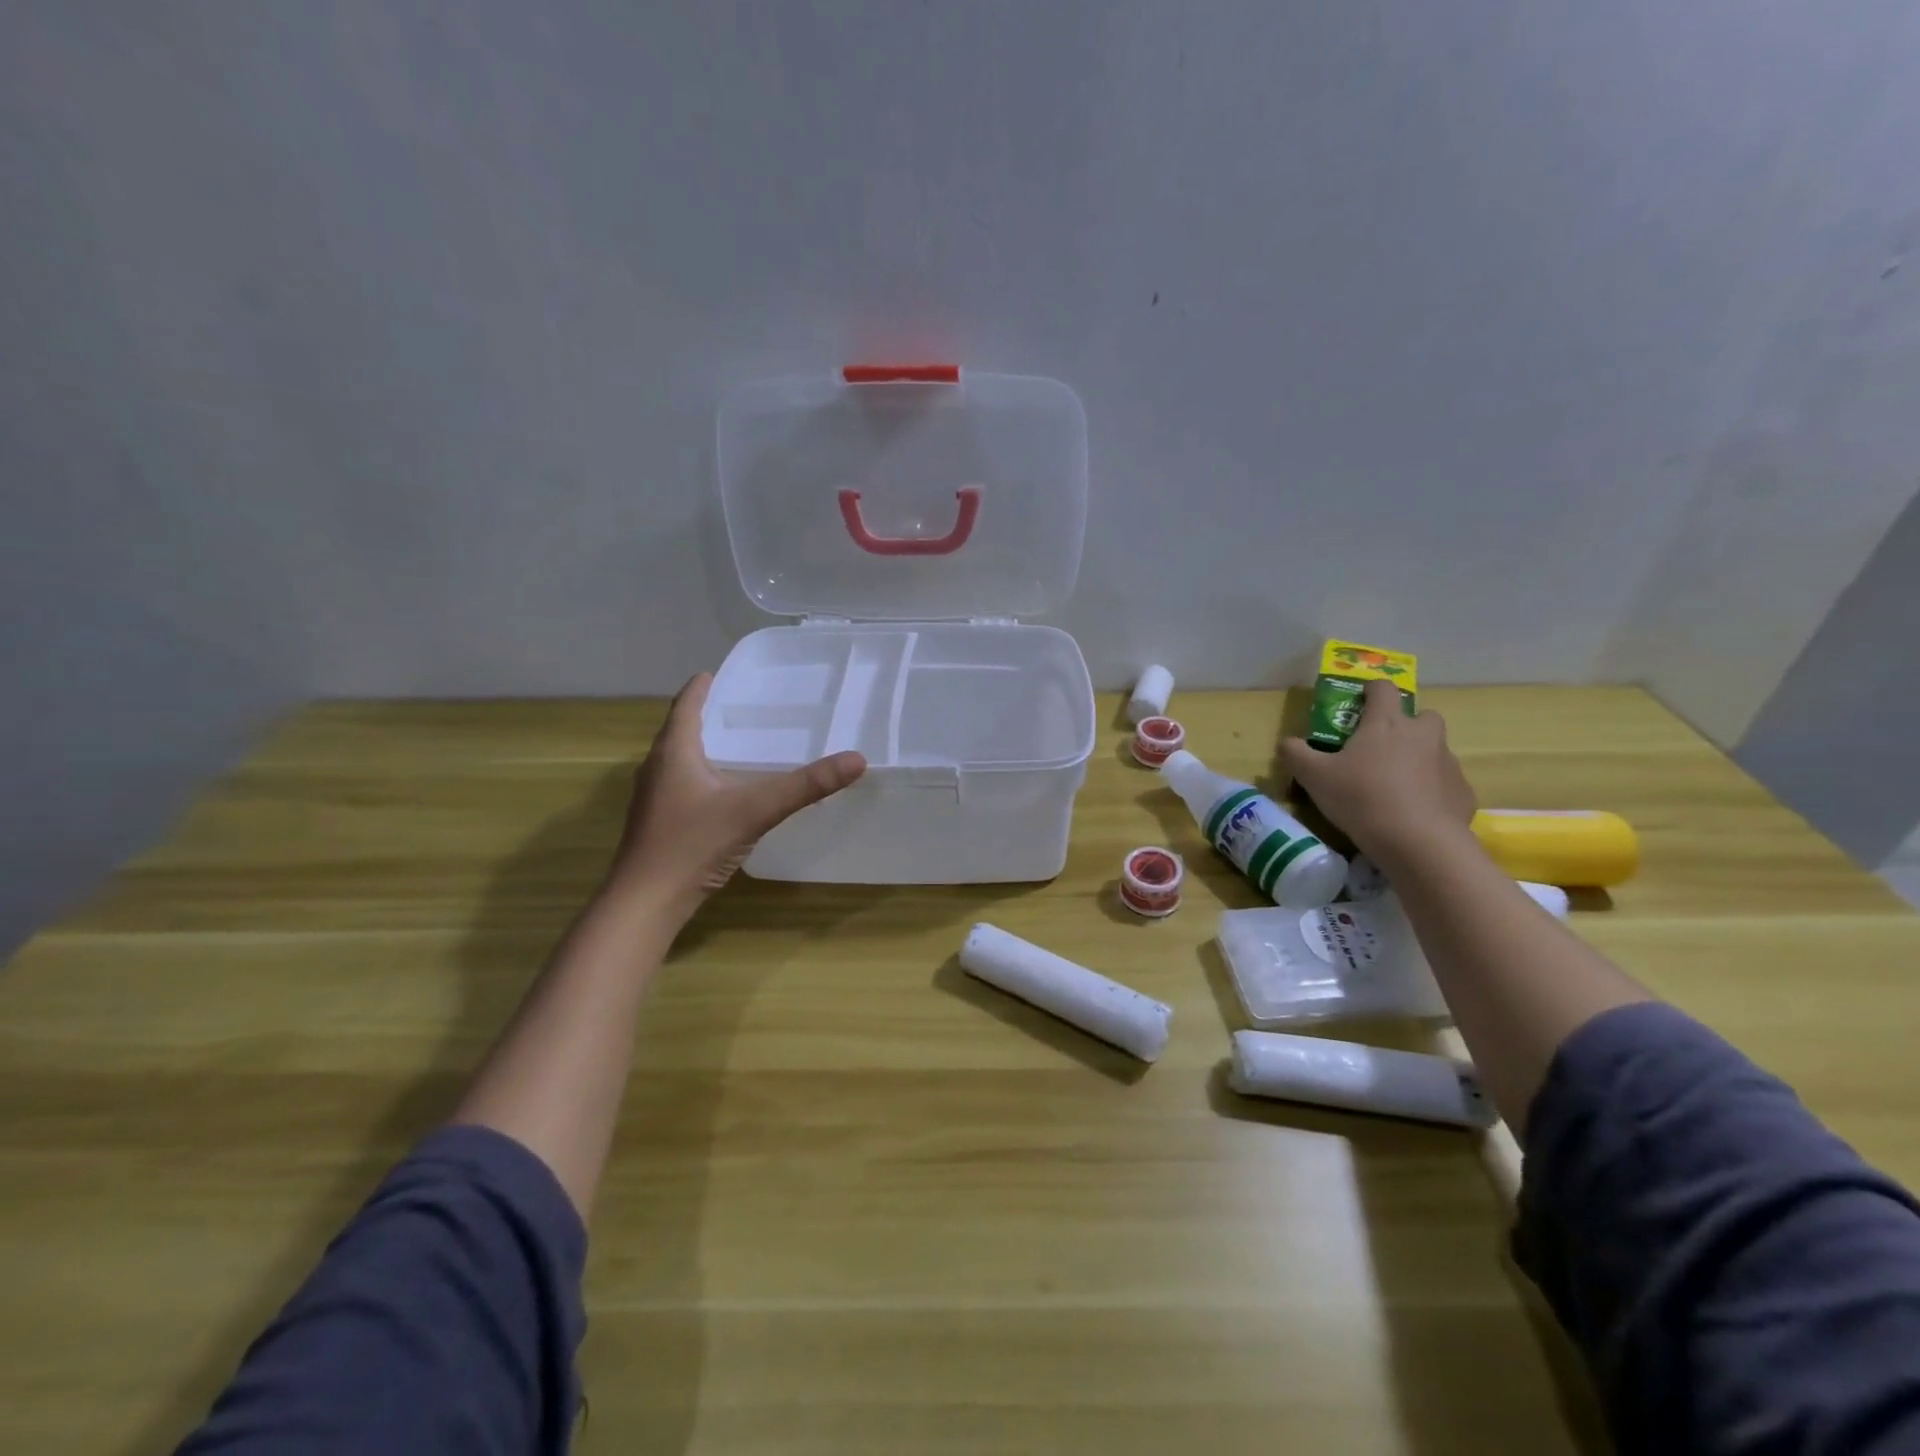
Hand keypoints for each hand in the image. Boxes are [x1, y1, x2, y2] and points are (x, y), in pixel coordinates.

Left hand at [608, 674, 866, 920]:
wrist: (645, 903)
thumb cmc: (692, 844)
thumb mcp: (755, 809)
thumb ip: (806, 785)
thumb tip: (857, 759)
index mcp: (674, 751)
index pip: (687, 704)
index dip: (704, 686)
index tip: (723, 672)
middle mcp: (658, 767)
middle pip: (683, 729)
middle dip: (712, 715)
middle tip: (748, 707)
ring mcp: (655, 797)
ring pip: (682, 758)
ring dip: (708, 746)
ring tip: (744, 743)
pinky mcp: (660, 822)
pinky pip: (685, 784)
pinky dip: (706, 774)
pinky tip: (730, 790)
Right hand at [1281, 678, 1475, 864]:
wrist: (1418, 842)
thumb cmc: (1361, 798)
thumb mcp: (1313, 776)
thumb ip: (1295, 753)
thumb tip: (1286, 742)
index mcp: (1386, 723)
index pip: (1383, 689)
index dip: (1371, 690)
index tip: (1361, 701)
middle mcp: (1423, 734)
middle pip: (1421, 716)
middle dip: (1405, 725)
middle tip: (1382, 747)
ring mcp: (1448, 762)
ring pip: (1435, 749)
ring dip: (1419, 758)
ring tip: (1396, 784)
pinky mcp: (1463, 791)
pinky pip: (1445, 782)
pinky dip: (1432, 789)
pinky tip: (1414, 811)